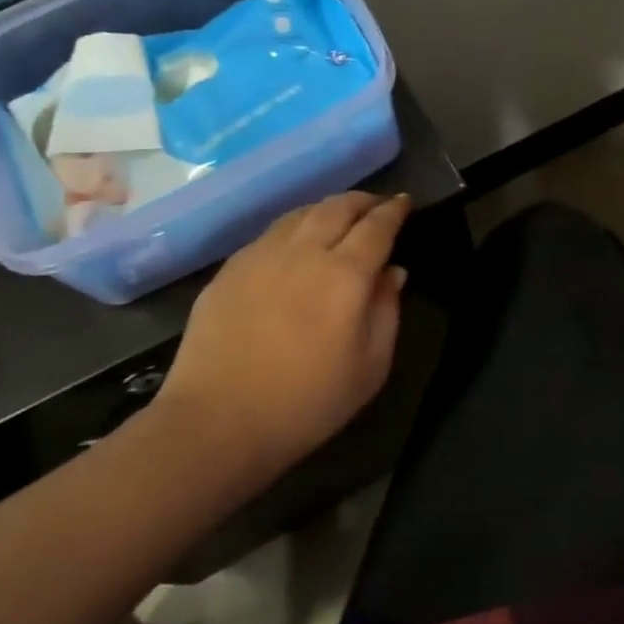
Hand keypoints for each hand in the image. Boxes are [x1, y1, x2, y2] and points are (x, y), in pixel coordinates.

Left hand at [154, 193, 411, 474]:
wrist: (218, 422)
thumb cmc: (307, 403)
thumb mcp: (370, 367)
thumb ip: (387, 312)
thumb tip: (393, 272)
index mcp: (345, 275)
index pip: (377, 226)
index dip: (394, 211)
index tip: (405, 204)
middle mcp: (304, 252)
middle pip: (337, 207)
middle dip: (363, 201)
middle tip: (377, 206)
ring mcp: (260, 256)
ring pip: (300, 213)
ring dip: (327, 208)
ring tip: (339, 217)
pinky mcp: (229, 269)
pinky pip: (271, 233)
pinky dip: (295, 227)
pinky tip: (296, 243)